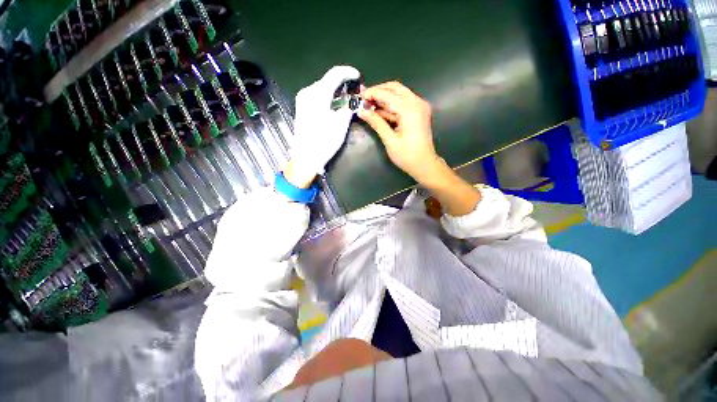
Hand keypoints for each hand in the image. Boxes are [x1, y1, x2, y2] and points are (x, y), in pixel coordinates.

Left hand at [288, 66, 359, 185]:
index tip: (358, 76)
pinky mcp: (301, 107)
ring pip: (322, 88)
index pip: (335, 74)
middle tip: (354, 93)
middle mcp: (307, 92)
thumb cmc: (324, 142)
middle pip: (328, 81)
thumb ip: (348, 108)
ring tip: (346, 100)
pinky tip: (334, 105)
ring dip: (335, 92)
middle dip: (342, 84)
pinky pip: (317, 96)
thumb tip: (353, 100)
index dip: (348, 72)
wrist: (306, 157)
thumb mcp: (341, 125)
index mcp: (317, 94)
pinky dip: (327, 98)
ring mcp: (302, 99)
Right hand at [358, 82, 440, 181]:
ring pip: (399, 93)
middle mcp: (417, 103)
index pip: (387, 94)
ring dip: (384, 97)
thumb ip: (376, 123)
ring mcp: (420, 106)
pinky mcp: (419, 111)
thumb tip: (362, 111)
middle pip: (395, 88)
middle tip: (364, 99)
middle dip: (378, 91)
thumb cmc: (407, 156)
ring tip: (369, 105)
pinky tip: (380, 111)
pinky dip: (391, 104)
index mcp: (410, 110)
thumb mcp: (390, 140)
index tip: (359, 97)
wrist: (424, 165)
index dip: (372, 93)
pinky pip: (403, 102)